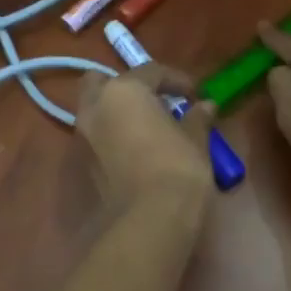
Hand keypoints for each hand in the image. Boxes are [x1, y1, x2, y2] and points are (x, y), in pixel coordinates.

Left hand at [75, 63, 213, 212]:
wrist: (151, 219)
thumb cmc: (177, 167)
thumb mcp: (195, 139)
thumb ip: (197, 118)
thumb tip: (205, 107)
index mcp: (123, 91)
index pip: (151, 72)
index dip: (177, 80)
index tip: (196, 95)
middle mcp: (96, 108)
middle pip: (102, 82)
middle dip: (126, 87)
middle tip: (154, 101)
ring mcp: (84, 137)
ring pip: (96, 111)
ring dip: (118, 112)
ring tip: (149, 127)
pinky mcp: (86, 165)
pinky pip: (99, 137)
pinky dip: (114, 135)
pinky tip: (139, 148)